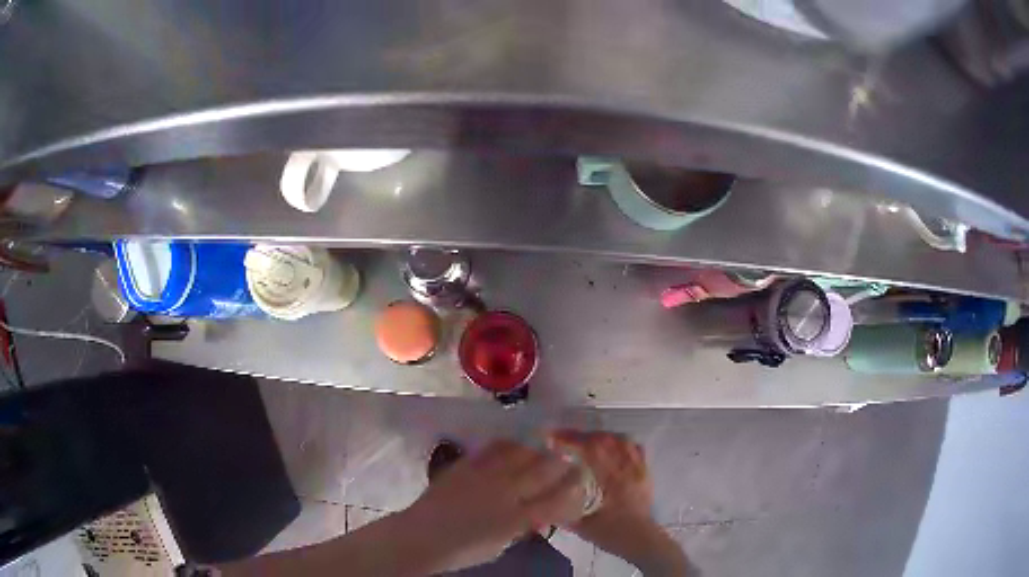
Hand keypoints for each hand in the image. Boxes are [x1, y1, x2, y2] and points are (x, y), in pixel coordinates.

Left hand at [402, 439, 588, 571]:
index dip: (574, 487)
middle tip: (570, 458)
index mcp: (517, 518)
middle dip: (562, 462)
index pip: (557, 498)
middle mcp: (506, 493)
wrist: (422, 536)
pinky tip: (513, 446)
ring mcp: (486, 475)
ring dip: (537, 450)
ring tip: (543, 448)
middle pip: (545, 469)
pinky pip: (494, 448)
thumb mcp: (501, 545)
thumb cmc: (463, 550)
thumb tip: (540, 514)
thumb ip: (523, 526)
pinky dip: (509, 445)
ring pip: (522, 452)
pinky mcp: (467, 464)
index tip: (583, 479)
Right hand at [551, 430, 691, 575]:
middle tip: (564, 437)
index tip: (553, 439)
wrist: (642, 541)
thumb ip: (564, 513)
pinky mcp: (645, 473)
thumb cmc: (612, 534)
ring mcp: (638, 469)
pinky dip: (621, 443)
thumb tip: (542, 501)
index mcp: (612, 481)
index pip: (591, 450)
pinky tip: (610, 447)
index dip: (571, 440)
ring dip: (601, 437)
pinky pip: (635, 449)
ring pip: (621, 441)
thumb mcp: (583, 527)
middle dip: (582, 435)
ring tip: (585, 440)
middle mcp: (626, 470)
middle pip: (605, 440)